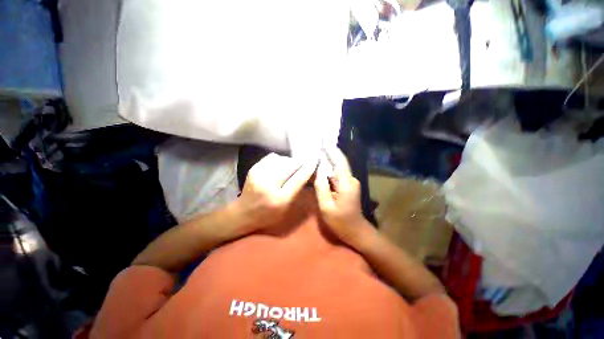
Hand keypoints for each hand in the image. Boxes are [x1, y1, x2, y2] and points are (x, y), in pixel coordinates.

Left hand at [234, 152, 316, 231]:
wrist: (243, 213)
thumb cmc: (268, 215)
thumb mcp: (286, 208)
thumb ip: (297, 190)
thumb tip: (306, 172)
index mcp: (279, 199)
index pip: (298, 179)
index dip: (308, 168)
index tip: (315, 160)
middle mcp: (268, 185)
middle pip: (290, 165)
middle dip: (299, 163)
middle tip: (304, 164)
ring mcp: (259, 175)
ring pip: (282, 159)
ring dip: (289, 162)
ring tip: (289, 168)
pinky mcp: (253, 168)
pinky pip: (273, 157)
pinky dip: (280, 160)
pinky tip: (280, 166)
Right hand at [314, 148, 368, 245]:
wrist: (356, 231)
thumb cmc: (341, 222)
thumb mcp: (326, 207)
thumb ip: (321, 188)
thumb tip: (318, 171)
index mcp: (346, 184)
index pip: (339, 162)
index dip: (331, 151)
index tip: (323, 141)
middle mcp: (351, 180)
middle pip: (339, 163)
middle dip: (329, 153)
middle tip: (317, 144)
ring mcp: (351, 182)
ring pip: (338, 168)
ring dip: (329, 160)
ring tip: (317, 152)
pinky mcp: (348, 186)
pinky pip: (338, 174)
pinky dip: (330, 169)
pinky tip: (321, 166)